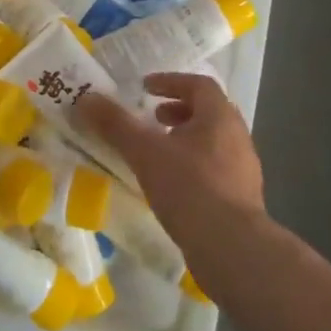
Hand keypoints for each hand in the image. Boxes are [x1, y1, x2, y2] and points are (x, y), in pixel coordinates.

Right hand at [74, 72, 264, 245]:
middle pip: (209, 111)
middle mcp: (238, 136)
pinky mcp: (243, 198)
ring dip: (186, 138)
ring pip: (213, 141)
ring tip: (158, 152)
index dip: (171, 82)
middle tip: (152, 118)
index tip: (145, 88)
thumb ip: (116, 124)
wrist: (232, 248)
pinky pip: (217, 168)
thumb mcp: (144, 152)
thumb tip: (86, 98)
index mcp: (220, 117)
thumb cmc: (189, 188)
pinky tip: (174, 184)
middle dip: (178, 110)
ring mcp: (244, 169)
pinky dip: (194, 164)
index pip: (199, 84)